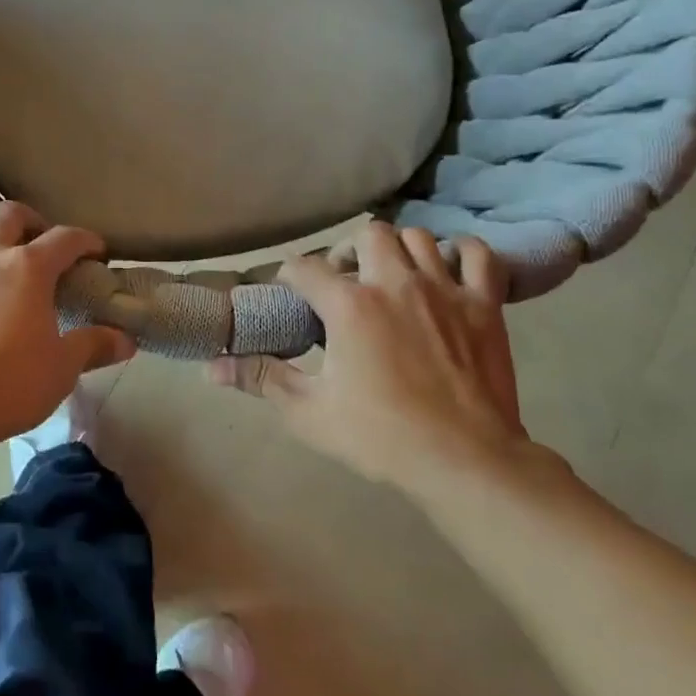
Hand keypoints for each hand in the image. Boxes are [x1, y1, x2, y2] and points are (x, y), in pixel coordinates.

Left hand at [0, 166, 135, 450]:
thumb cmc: (8, 385)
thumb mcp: (62, 368)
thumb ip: (94, 346)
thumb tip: (127, 340)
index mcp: (29, 269)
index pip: (66, 240)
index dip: (85, 241)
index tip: (96, 251)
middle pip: (9, 216)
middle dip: (28, 217)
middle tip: (36, 232)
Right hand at [208, 223, 556, 493]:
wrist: (465, 462)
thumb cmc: (381, 437)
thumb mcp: (309, 412)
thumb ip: (261, 378)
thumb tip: (211, 367)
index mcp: (349, 305)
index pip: (304, 267)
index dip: (290, 277)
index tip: (292, 297)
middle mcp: (394, 282)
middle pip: (366, 233)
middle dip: (350, 251)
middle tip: (347, 284)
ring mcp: (444, 289)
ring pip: (417, 237)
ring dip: (399, 251)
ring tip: (392, 278)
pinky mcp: (485, 304)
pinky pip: (477, 254)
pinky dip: (461, 254)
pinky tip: (448, 271)